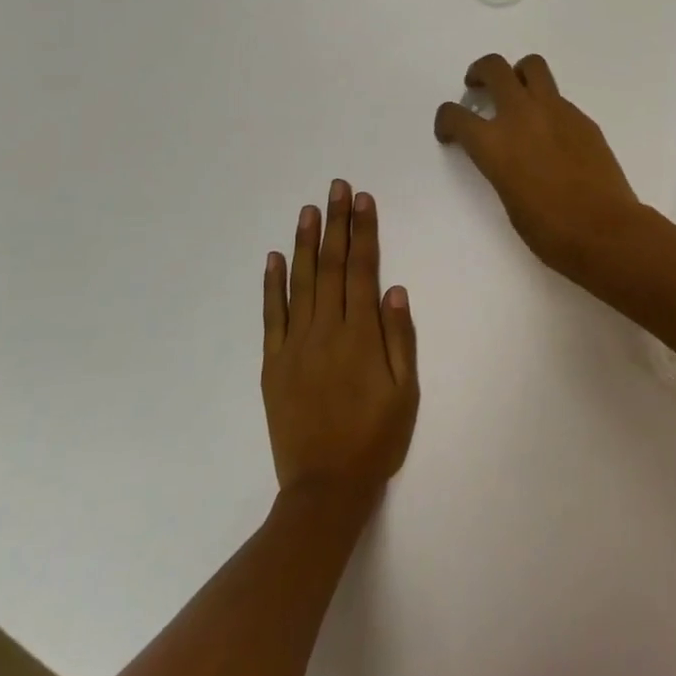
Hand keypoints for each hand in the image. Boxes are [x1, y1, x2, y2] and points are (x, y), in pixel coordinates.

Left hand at [262, 181, 418, 503]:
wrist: (325, 487)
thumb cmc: (375, 439)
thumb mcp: (405, 392)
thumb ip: (400, 339)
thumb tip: (395, 290)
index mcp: (360, 336)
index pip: (361, 270)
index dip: (363, 232)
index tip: (363, 200)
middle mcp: (325, 331)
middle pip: (330, 267)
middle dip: (336, 224)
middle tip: (337, 187)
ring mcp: (294, 345)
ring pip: (299, 283)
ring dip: (304, 243)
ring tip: (309, 210)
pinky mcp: (273, 363)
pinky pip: (271, 316)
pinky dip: (271, 285)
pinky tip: (272, 258)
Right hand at [433, 53, 641, 276]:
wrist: (605, 230)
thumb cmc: (550, 230)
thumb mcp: (508, 198)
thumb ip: (500, 164)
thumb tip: (507, 153)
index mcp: (494, 143)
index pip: (455, 115)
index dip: (446, 121)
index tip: (450, 132)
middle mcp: (521, 116)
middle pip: (494, 68)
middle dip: (480, 73)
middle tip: (478, 87)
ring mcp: (556, 111)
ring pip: (531, 66)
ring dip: (517, 74)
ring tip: (517, 94)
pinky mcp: (582, 118)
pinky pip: (558, 97)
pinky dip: (546, 105)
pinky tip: (552, 132)